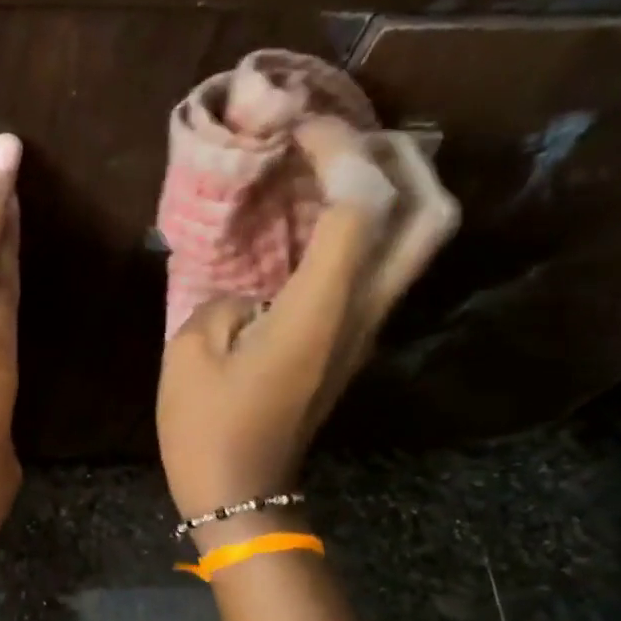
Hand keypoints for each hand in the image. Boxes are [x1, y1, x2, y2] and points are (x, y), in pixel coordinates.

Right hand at [157, 119, 457, 529]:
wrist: (239, 491)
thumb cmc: (206, 427)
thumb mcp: (191, 350)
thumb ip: (225, 297)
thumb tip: (253, 289)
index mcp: (320, 310)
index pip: (360, 204)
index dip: (337, 151)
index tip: (296, 129)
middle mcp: (362, 312)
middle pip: (429, 216)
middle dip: (402, 159)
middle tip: (350, 135)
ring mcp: (365, 329)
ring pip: (418, 242)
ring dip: (396, 188)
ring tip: (341, 163)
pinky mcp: (352, 343)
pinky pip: (382, 268)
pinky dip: (369, 226)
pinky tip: (321, 217)